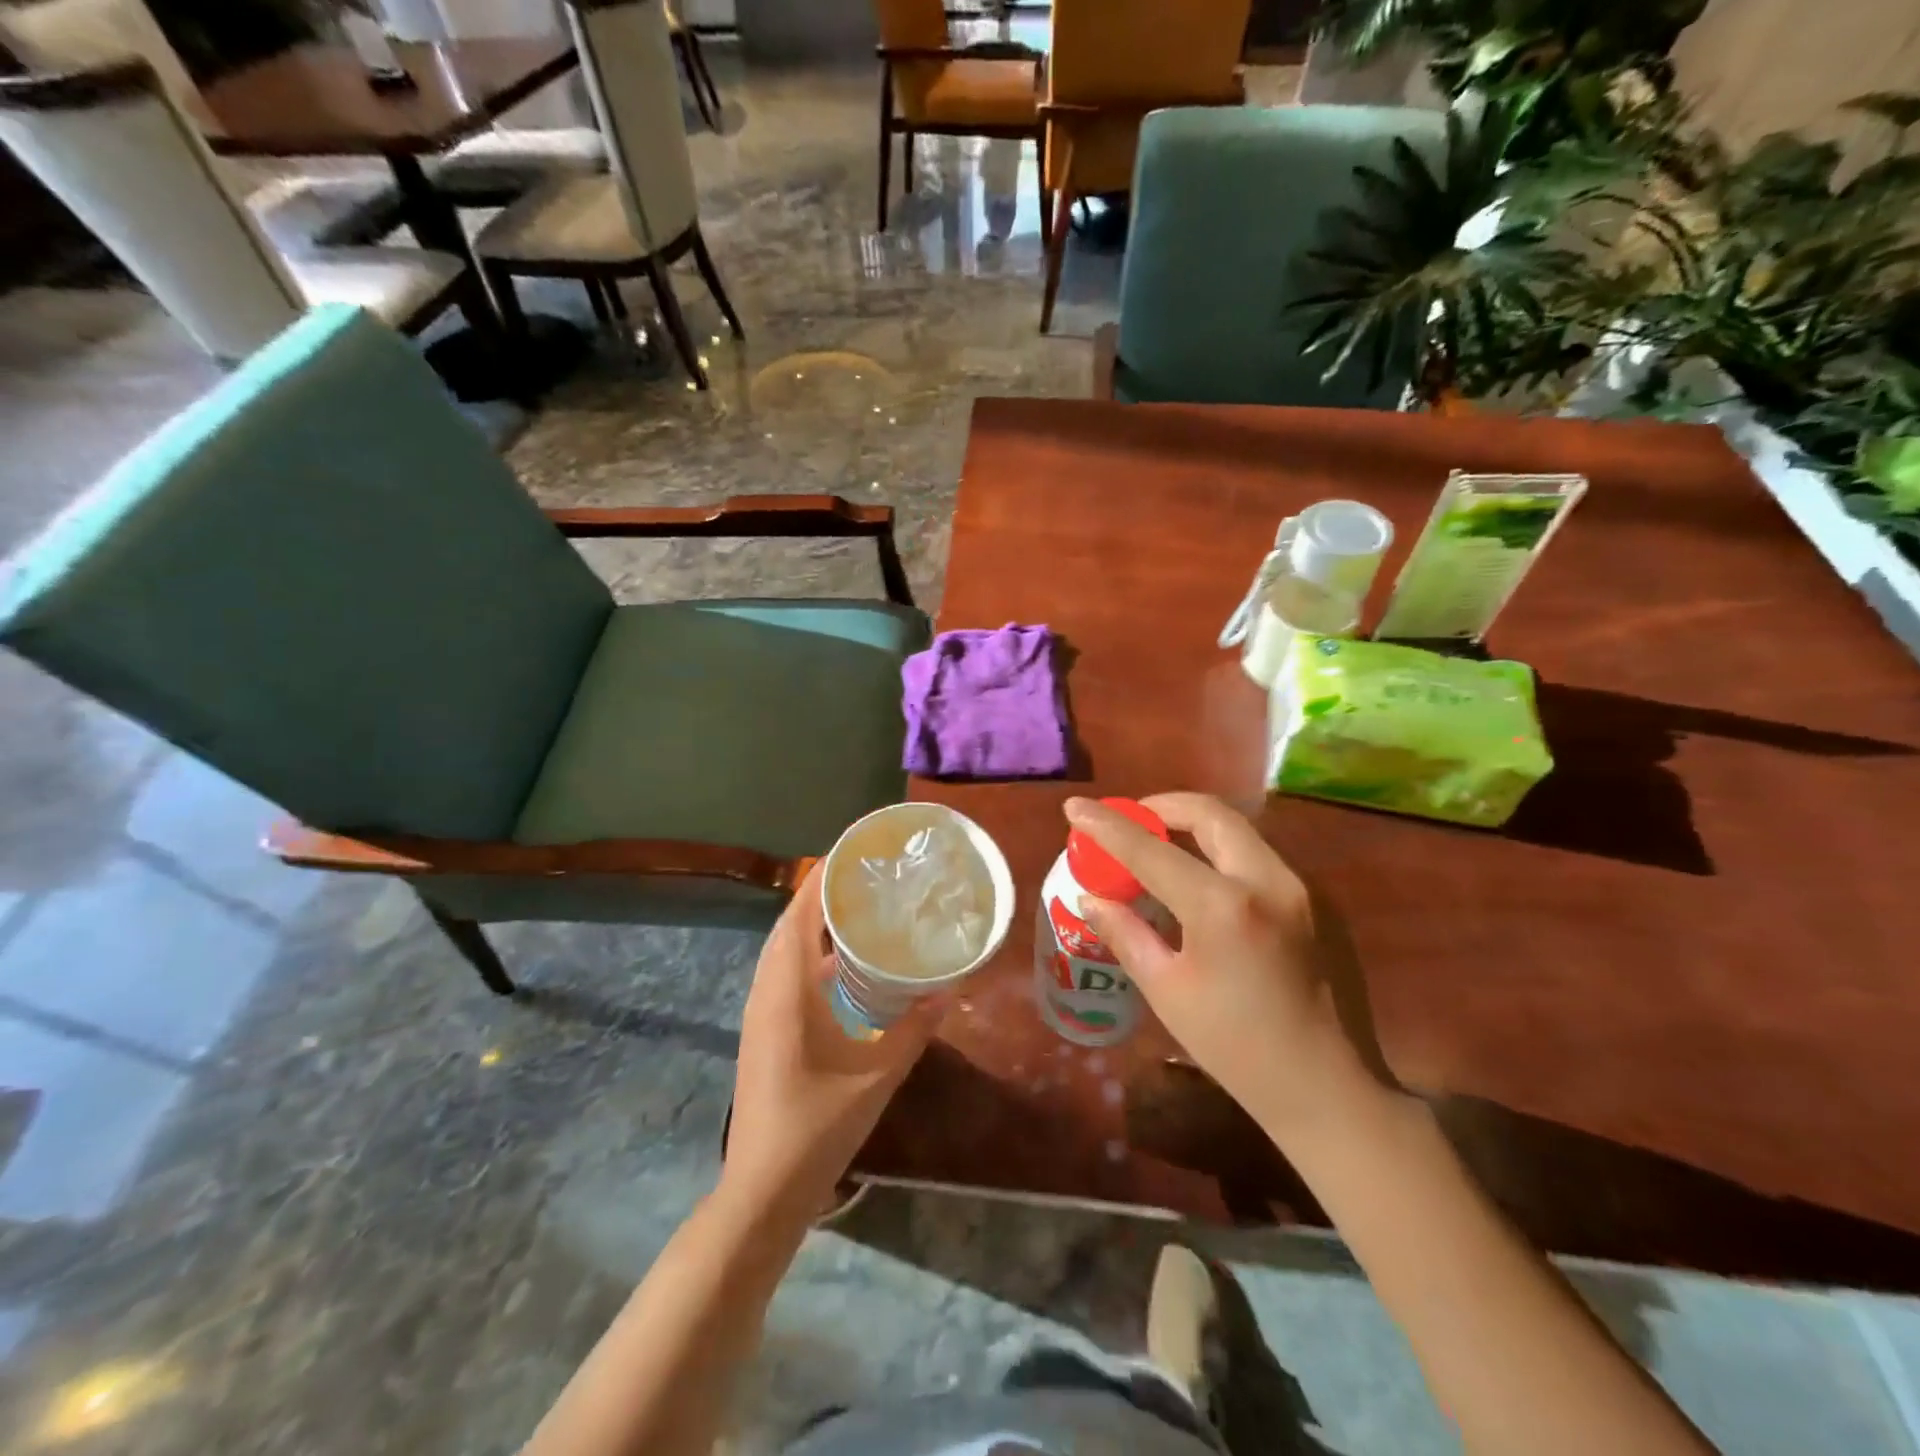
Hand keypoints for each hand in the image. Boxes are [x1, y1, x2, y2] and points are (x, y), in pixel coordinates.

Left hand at [723, 862, 942, 1213]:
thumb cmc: (819, 1124)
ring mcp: (760, 1009)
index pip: (802, 913)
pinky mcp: (762, 1027)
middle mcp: (767, 989)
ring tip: (856, 908)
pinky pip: (782, 971)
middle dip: (822, 893)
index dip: (823, 876)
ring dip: (813, 922)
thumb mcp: (878, 1075)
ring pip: (783, 947)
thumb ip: (915, 1029)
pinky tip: (841, 965)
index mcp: (789, 989)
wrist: (764, 1186)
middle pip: (790, 923)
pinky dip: (807, 952)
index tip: (854, 851)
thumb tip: (949, 990)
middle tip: (865, 876)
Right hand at [1063, 793, 1389, 1139]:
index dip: (1106, 826)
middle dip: (1161, 806)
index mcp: (1223, 907)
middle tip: (1130, 819)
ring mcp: (1299, 887)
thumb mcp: (1167, 991)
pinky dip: (1220, 851)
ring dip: (1193, 826)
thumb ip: (1126, 934)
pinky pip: (1258, 856)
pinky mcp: (1316, 901)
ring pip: (1238, 830)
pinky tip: (1202, 879)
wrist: (1328, 1089)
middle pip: (1208, 814)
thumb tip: (1090, 898)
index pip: (1150, 851)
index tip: (1074, 806)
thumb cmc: (1236, 1048)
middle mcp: (1266, 881)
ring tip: (1159, 844)